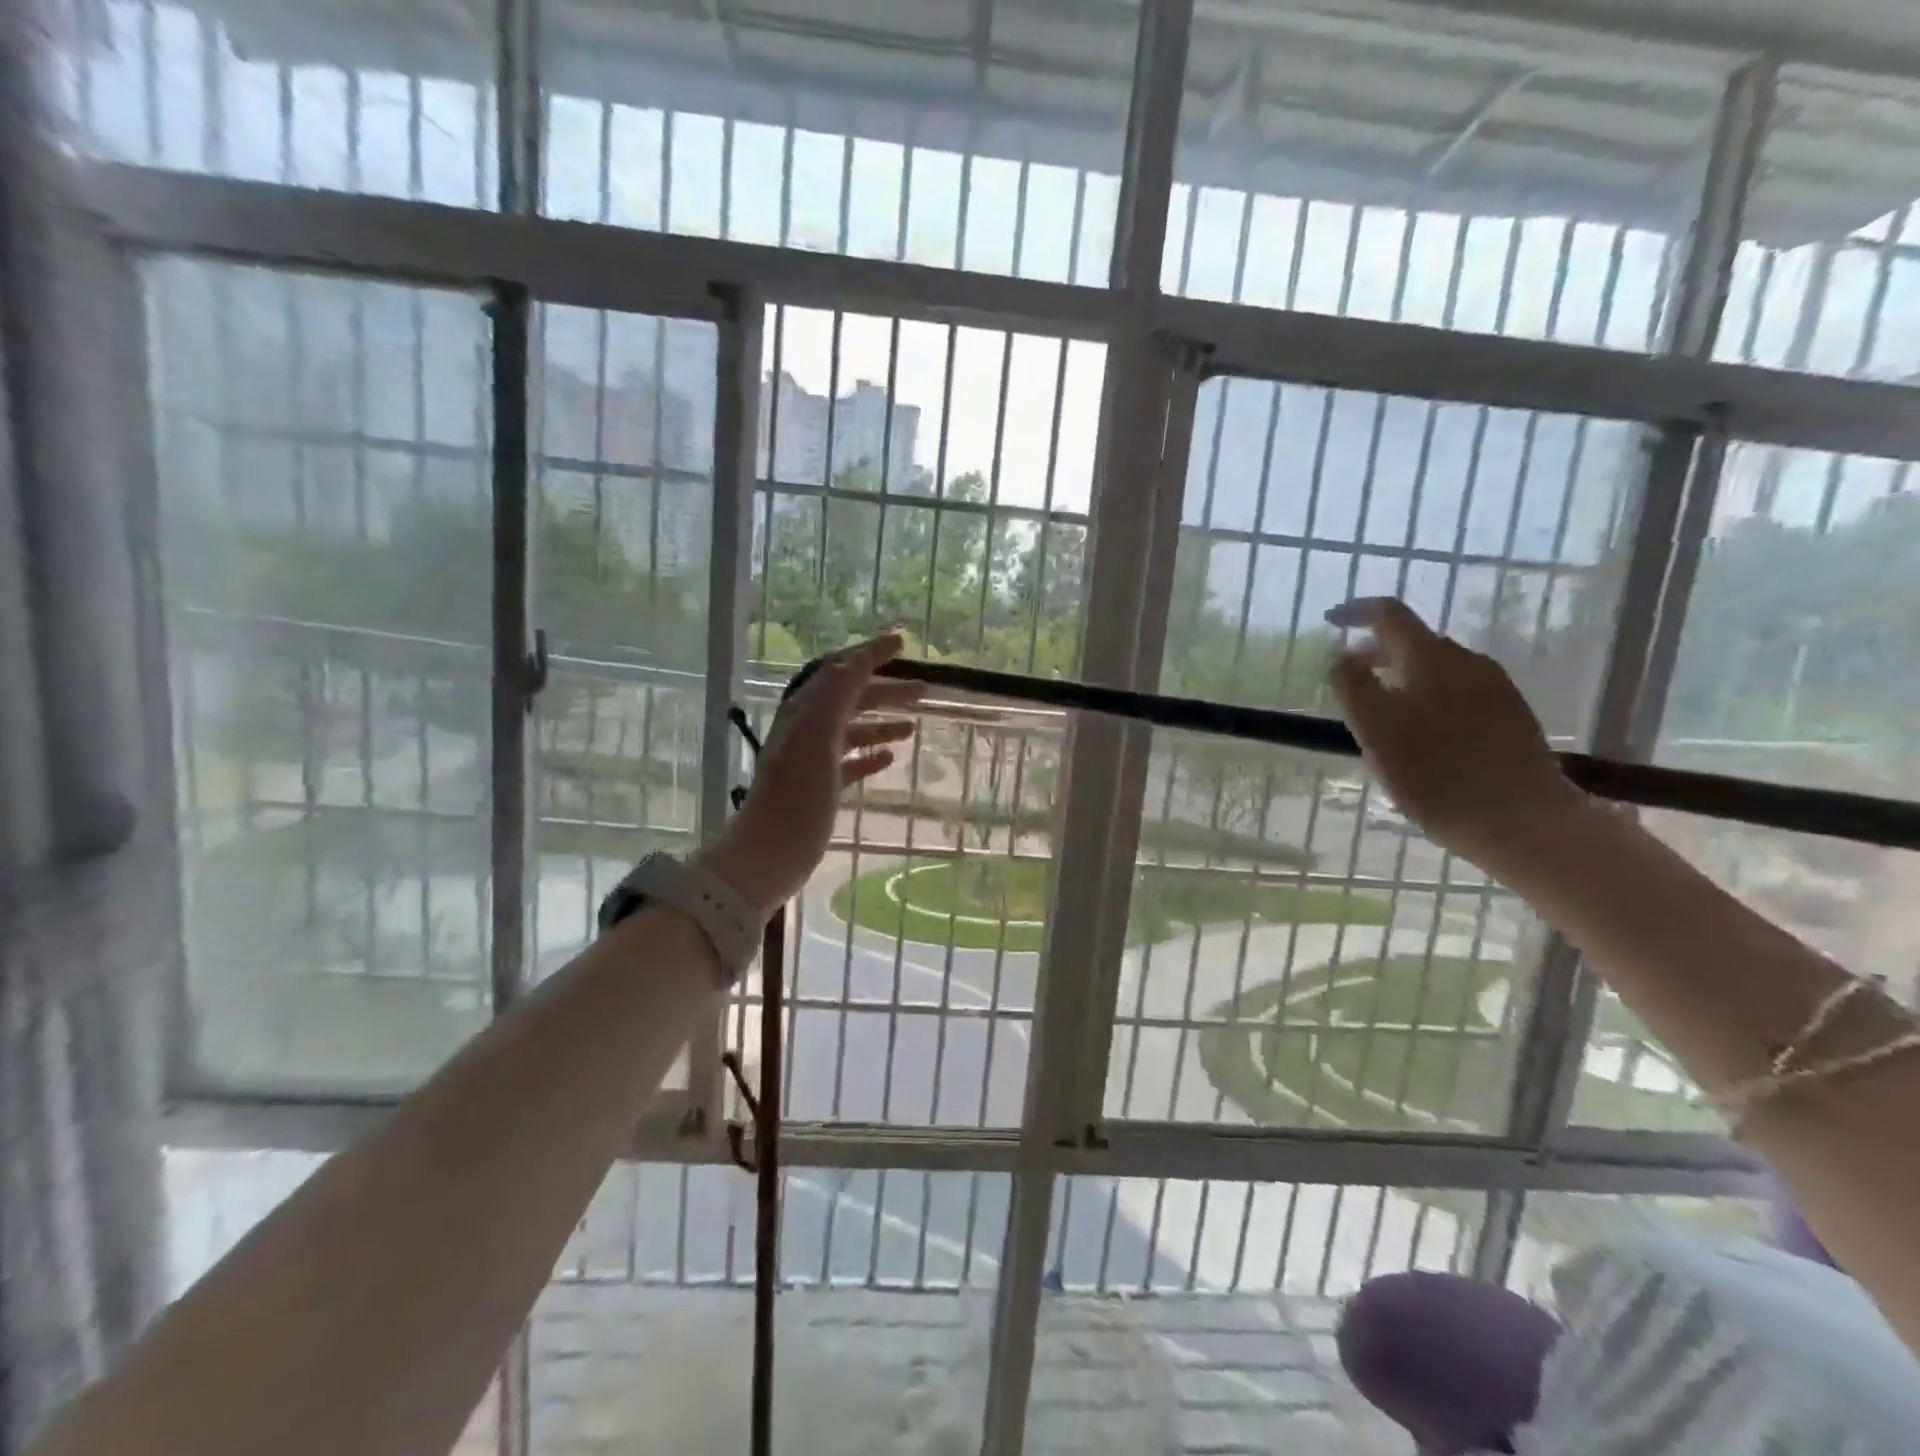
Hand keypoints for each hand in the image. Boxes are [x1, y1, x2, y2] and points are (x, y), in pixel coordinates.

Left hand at [698, 634, 922, 917]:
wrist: (770, 853)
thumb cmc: (797, 795)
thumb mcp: (817, 737)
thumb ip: (835, 695)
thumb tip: (857, 659)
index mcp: (805, 711)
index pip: (840, 670)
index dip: (870, 654)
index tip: (903, 644)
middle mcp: (807, 729)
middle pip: (851, 699)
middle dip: (884, 691)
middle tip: (923, 690)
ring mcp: (813, 759)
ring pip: (852, 730)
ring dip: (881, 723)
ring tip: (912, 727)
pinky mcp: (820, 788)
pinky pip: (849, 762)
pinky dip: (870, 755)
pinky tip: (890, 758)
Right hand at [1323, 598, 1582, 865]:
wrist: (1521, 821)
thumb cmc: (1434, 773)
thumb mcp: (1374, 728)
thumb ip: (1352, 685)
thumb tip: (1342, 656)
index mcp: (1431, 658)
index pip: (1389, 615)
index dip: (1356, 613)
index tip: (1331, 621)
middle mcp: (1468, 662)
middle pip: (1414, 643)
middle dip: (1377, 654)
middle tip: (1349, 679)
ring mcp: (1496, 689)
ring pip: (1436, 671)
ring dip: (1403, 680)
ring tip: (1381, 715)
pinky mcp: (1511, 717)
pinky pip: (1458, 694)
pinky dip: (1428, 700)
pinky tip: (1420, 737)